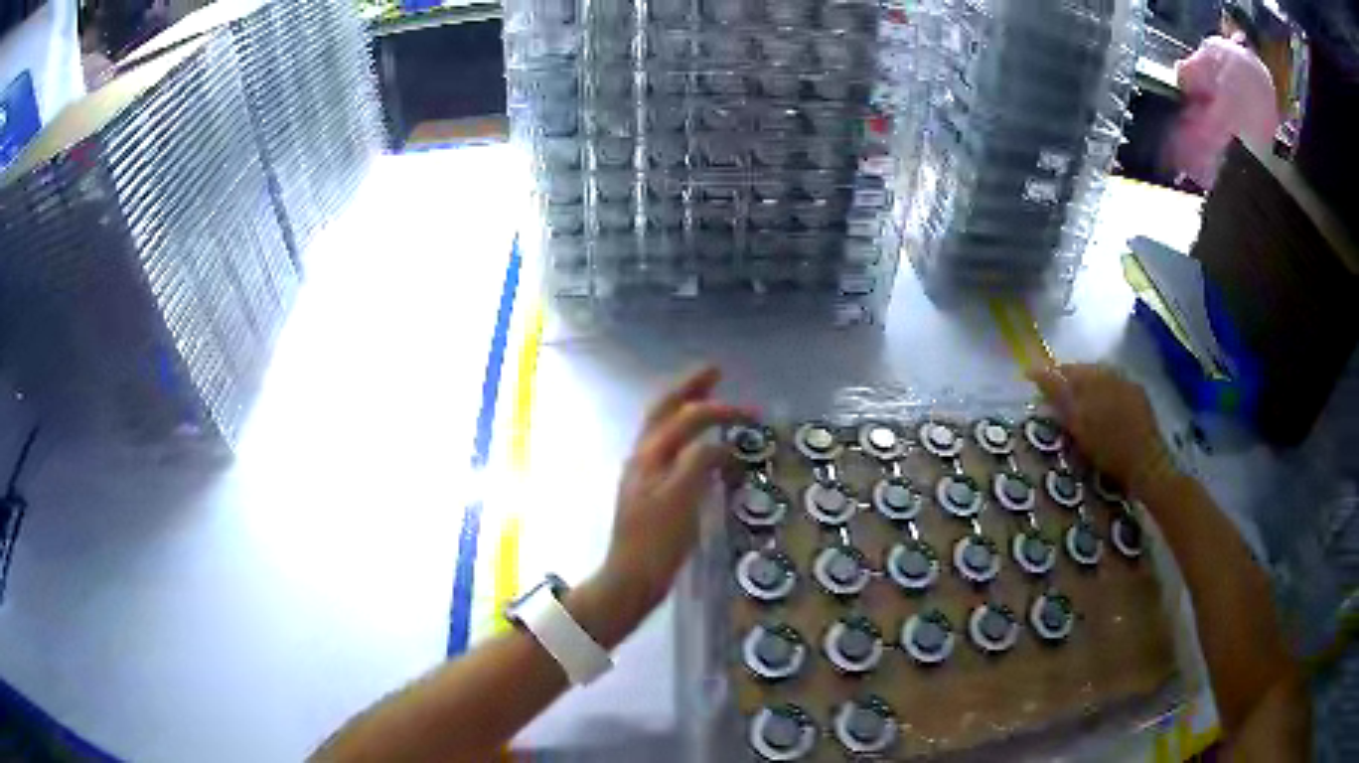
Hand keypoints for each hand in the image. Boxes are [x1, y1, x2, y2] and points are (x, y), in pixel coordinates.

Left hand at [576, 366, 750, 646]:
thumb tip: (719, 445)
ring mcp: (644, 475)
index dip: (719, 409)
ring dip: (686, 408)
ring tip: (709, 397)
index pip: (686, 418)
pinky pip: (670, 451)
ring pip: (664, 430)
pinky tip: (699, 447)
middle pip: (664, 411)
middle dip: (689, 388)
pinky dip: (687, 437)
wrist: (631, 578)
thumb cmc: (657, 542)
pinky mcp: (651, 492)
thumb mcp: (681, 499)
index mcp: (650, 455)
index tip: (751, 414)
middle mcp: (643, 458)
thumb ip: (698, 463)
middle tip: (714, 371)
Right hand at [1028, 363, 1177, 499]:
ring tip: (1076, 405)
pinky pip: (1114, 387)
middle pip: (1082, 371)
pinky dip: (1102, 394)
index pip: (1064, 370)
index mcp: (1093, 377)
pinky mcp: (1138, 396)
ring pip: (1099, 378)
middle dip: (1067, 381)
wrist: (1147, 464)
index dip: (1047, 376)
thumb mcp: (1079, 424)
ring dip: (1085, 387)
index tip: (1031, 382)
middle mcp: (1111, 373)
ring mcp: (1127, 383)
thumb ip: (1059, 395)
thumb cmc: (1109, 448)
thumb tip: (1036, 371)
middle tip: (1053, 398)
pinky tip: (1101, 411)